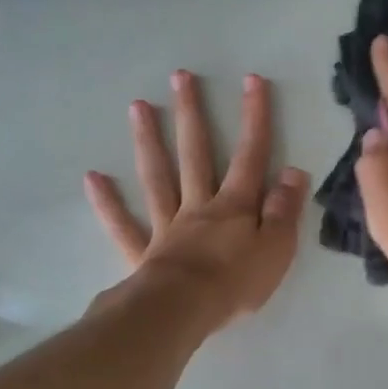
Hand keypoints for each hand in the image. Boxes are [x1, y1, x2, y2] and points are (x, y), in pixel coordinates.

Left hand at [84, 70, 308, 330]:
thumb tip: (294, 171)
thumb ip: (285, 210)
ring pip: (157, 177)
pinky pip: (123, 224)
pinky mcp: (143, 252)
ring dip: (148, 141)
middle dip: (191, 114)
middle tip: (180, 77)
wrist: (185, 311)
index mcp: (234, 206)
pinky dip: (108, 202)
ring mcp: (167, 226)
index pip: (250, 156)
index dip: (254, 118)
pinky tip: (93, 178)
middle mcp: (198, 206)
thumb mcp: (277, 248)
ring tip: (138, 106)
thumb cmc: (236, 282)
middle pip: (195, 154)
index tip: (252, 80)